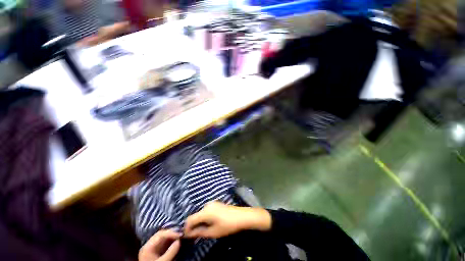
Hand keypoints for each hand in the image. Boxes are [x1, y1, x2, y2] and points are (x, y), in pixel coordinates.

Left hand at [139, 230, 180, 260]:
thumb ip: (170, 252)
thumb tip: (179, 240)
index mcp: (147, 247)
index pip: (160, 235)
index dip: (171, 233)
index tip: (181, 234)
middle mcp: (150, 245)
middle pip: (163, 235)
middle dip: (173, 233)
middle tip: (183, 233)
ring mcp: (154, 248)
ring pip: (165, 238)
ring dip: (174, 236)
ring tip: (182, 236)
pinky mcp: (159, 252)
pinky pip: (167, 243)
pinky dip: (173, 241)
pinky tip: (179, 241)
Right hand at [184, 201, 271, 238]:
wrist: (240, 216)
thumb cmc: (227, 225)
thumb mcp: (212, 232)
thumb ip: (199, 232)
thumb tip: (189, 234)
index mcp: (205, 212)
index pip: (190, 219)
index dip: (186, 228)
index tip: (187, 237)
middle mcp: (206, 205)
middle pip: (195, 215)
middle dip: (193, 225)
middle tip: (195, 235)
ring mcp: (211, 203)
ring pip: (200, 213)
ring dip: (199, 221)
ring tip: (202, 230)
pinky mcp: (216, 203)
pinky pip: (206, 211)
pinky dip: (204, 217)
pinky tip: (209, 223)